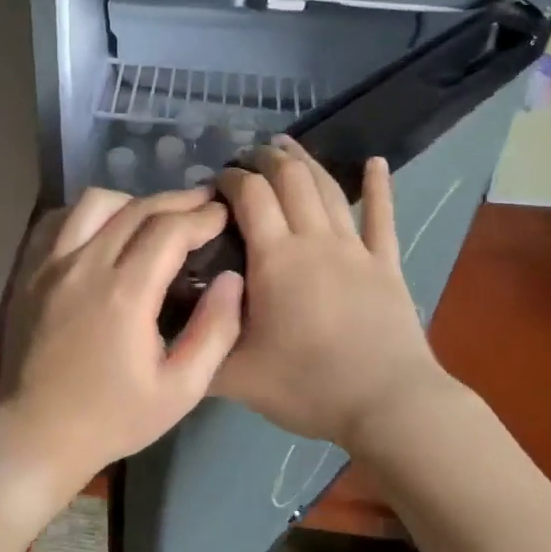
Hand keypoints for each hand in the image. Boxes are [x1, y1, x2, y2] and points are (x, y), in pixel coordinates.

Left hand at [0, 186, 243, 516]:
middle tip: (205, 202)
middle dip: (177, 201)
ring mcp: (51, 265)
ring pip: (95, 203)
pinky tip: (106, 229)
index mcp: (125, 294)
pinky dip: (89, 214)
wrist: (35, 434)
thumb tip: (232, 280)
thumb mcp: (181, 390)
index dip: (202, 217)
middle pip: (137, 209)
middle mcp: (85, 266)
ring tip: (156, 216)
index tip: (224, 215)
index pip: (170, 230)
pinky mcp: (30, 272)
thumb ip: (215, 332)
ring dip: (133, 201)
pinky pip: (60, 220)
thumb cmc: (113, 418)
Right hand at [211, 139, 455, 449]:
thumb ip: (197, 348)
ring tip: (287, 146)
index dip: (229, 178)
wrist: (387, 405)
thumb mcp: (234, 377)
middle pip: (290, 180)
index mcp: (275, 258)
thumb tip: (163, 332)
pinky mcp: (387, 265)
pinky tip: (376, 163)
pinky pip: (382, 217)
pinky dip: (379, 187)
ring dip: (306, 162)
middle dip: (265, 160)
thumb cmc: (307, 386)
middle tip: (246, 156)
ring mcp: (356, 249)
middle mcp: (314, 240)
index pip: (249, 196)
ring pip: (328, 189)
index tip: (213, 181)